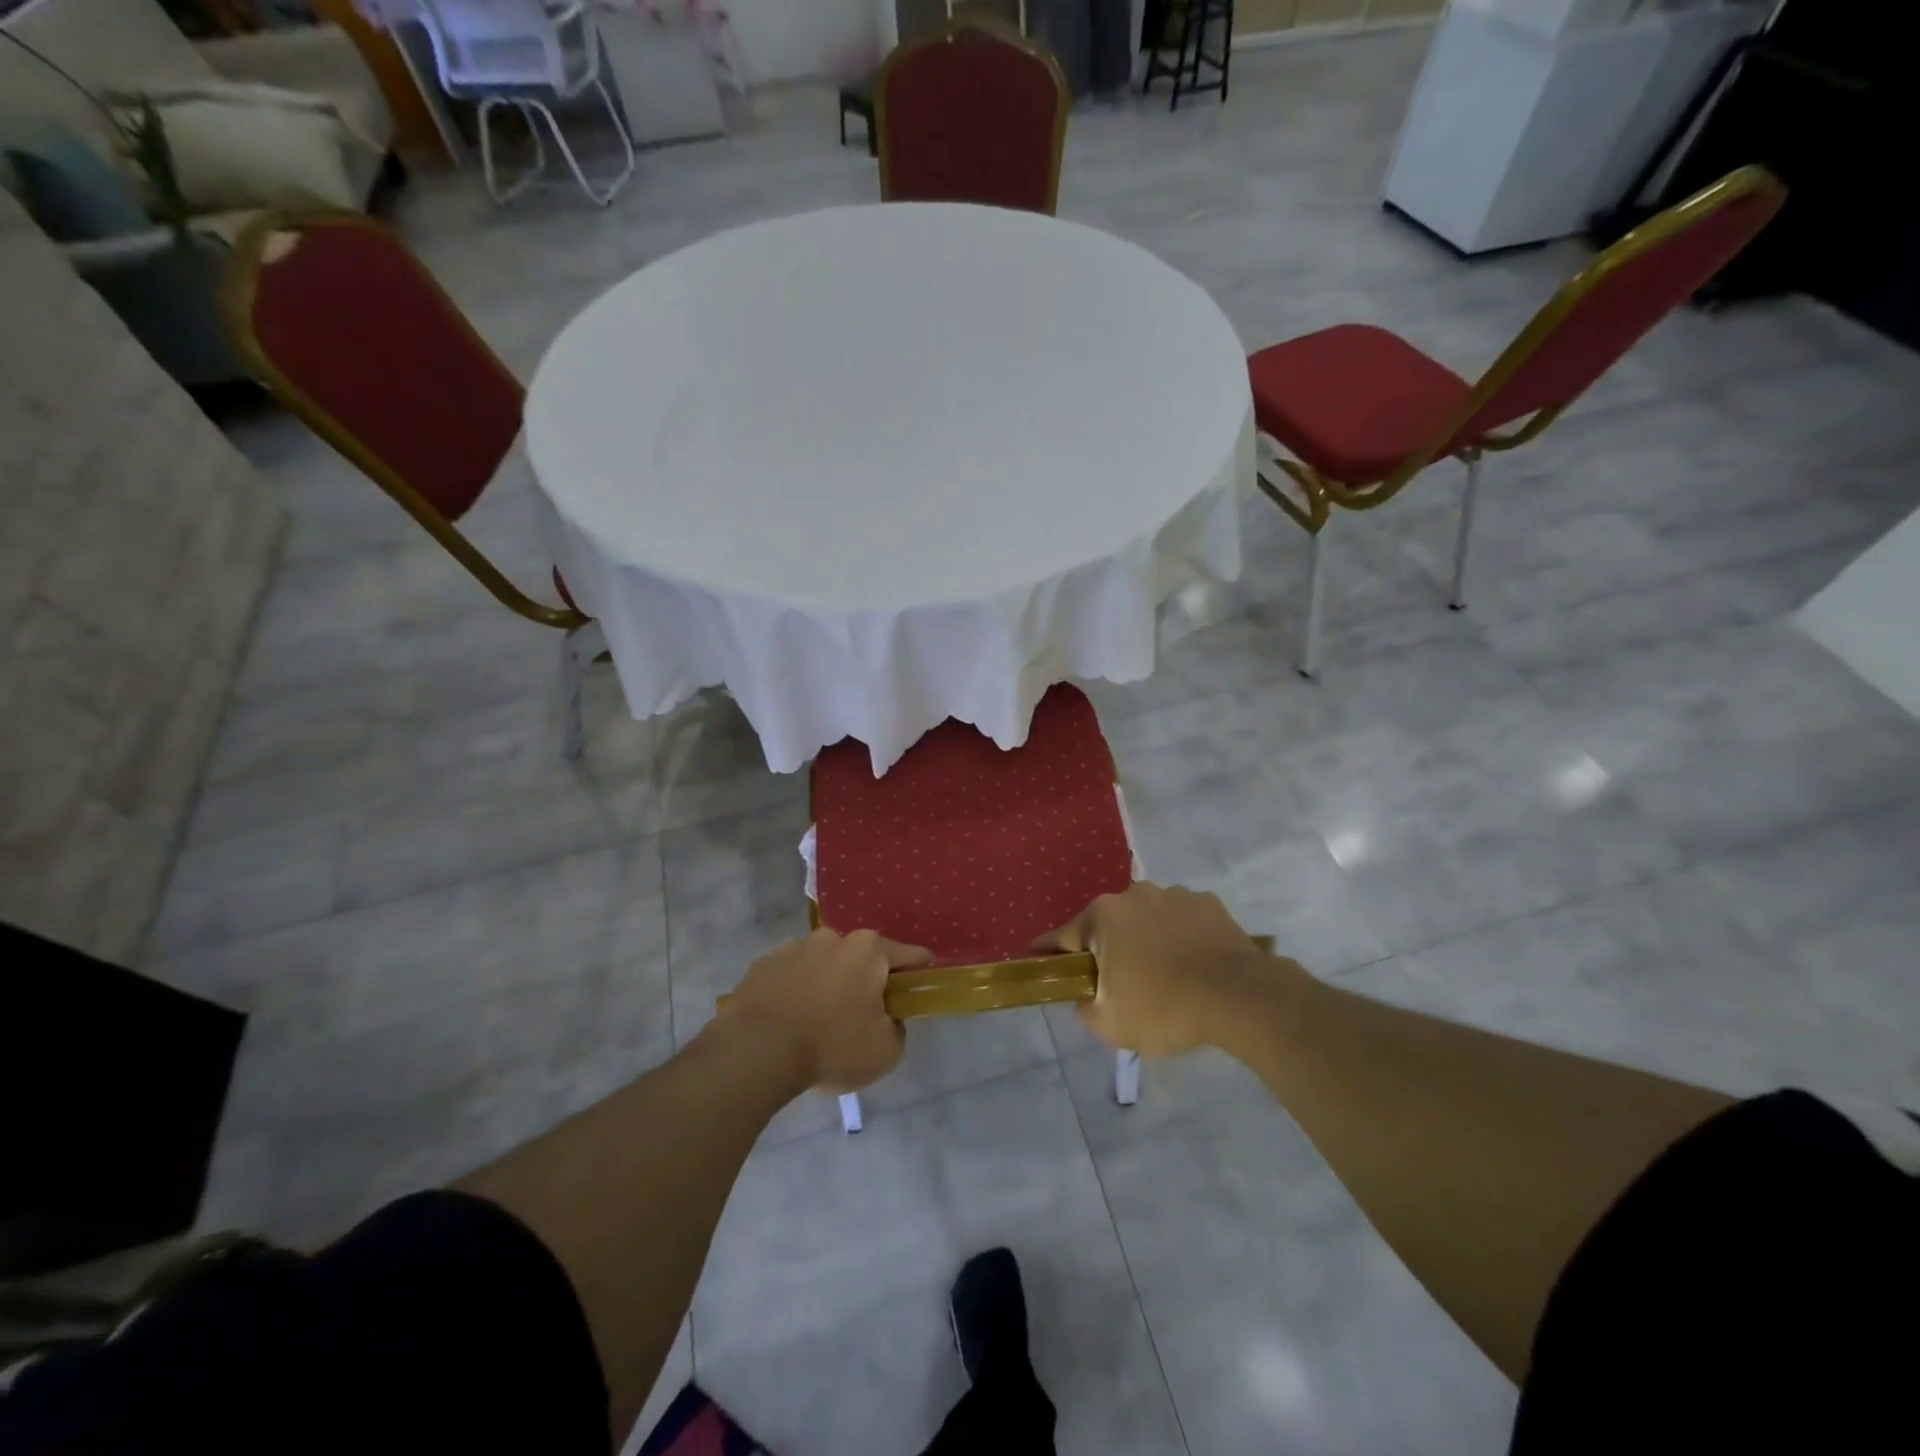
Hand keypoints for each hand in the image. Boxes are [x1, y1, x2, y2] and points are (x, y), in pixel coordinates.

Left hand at [722, 928, 929, 1092]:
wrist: (756, 1052)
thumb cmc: (831, 1046)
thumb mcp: (887, 1051)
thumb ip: (897, 1028)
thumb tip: (887, 1018)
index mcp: (869, 950)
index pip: (911, 956)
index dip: (918, 977)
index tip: (913, 998)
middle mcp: (833, 938)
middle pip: (862, 959)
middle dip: (864, 983)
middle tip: (859, 1021)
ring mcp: (794, 947)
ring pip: (823, 965)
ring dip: (826, 986)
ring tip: (815, 1026)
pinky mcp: (762, 964)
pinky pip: (790, 977)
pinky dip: (794, 993)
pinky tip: (787, 1024)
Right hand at [1038, 882, 1280, 1056]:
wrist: (1239, 997)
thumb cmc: (1164, 1008)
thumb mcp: (1109, 1024)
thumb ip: (1084, 1006)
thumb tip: (1085, 995)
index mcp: (1102, 916)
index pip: (1062, 936)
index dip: (1048, 953)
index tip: (1038, 960)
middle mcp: (1133, 894)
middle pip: (1107, 925)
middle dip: (1107, 949)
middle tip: (1118, 984)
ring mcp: (1173, 894)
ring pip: (1146, 919)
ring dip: (1145, 940)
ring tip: (1164, 975)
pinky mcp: (1208, 903)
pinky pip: (1181, 920)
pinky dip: (1180, 937)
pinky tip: (1192, 964)